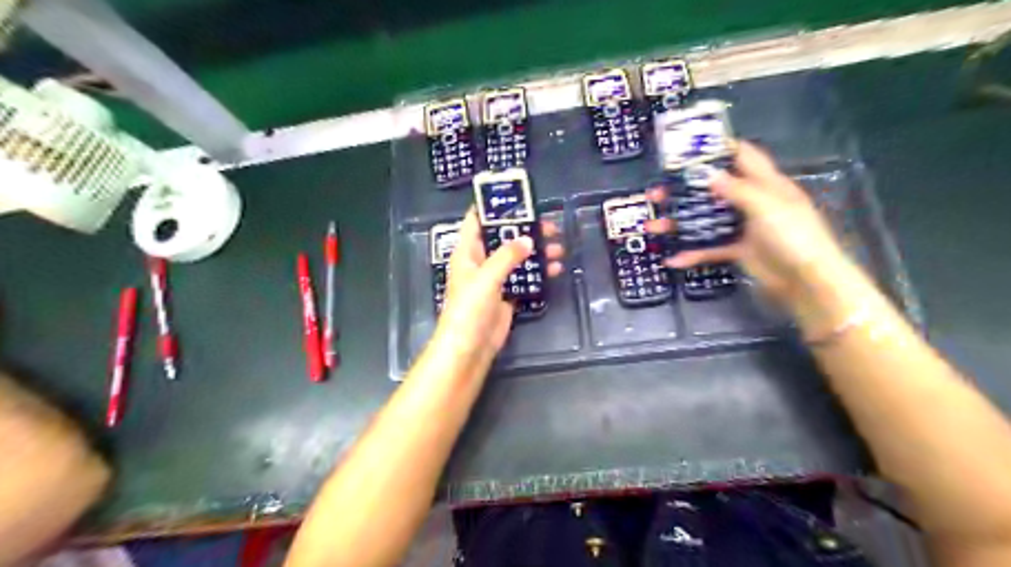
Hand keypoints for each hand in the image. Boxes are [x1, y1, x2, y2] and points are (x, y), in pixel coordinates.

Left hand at [429, 210, 564, 369]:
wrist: (470, 347)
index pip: (477, 221)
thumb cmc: (470, 308)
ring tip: (558, 247)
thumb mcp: (486, 277)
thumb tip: (528, 240)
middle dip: (525, 230)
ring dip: (536, 252)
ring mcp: (495, 280)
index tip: (516, 197)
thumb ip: (507, 256)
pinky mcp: (507, 296)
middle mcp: (480, 262)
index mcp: (467, 252)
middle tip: (550, 225)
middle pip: (503, 239)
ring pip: (517, 258)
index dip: (492, 207)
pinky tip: (555, 269)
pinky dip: (538, 273)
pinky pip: (525, 278)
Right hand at [643, 140, 846, 311]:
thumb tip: (707, 173)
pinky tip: (672, 259)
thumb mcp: (767, 206)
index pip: (742, 156)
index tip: (688, 148)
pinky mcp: (736, 250)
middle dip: (684, 190)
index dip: (718, 148)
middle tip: (657, 192)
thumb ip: (737, 189)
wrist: (805, 281)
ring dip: (679, 223)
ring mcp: (742, 227)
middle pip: (713, 189)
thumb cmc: (793, 236)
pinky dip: (692, 253)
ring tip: (652, 225)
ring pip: (705, 220)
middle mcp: (751, 201)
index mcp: (765, 183)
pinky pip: (710, 249)